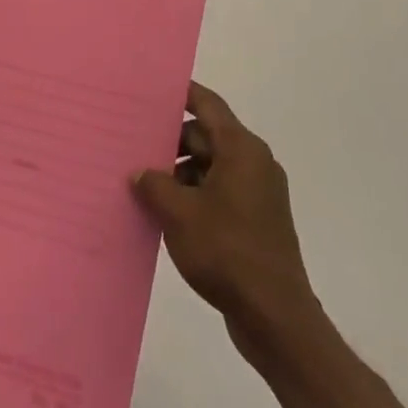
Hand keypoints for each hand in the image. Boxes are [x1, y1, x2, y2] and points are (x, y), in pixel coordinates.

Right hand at [133, 83, 319, 365]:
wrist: (275, 317)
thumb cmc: (226, 252)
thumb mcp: (179, 213)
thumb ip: (154, 184)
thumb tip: (140, 172)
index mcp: (241, 150)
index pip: (208, 105)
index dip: (180, 93)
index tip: (149, 90)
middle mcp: (253, 163)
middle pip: (206, 136)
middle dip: (170, 140)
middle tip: (132, 144)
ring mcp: (256, 193)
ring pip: (210, 166)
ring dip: (179, 173)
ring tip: (142, 183)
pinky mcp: (254, 220)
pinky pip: (217, 192)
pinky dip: (193, 195)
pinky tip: (164, 211)